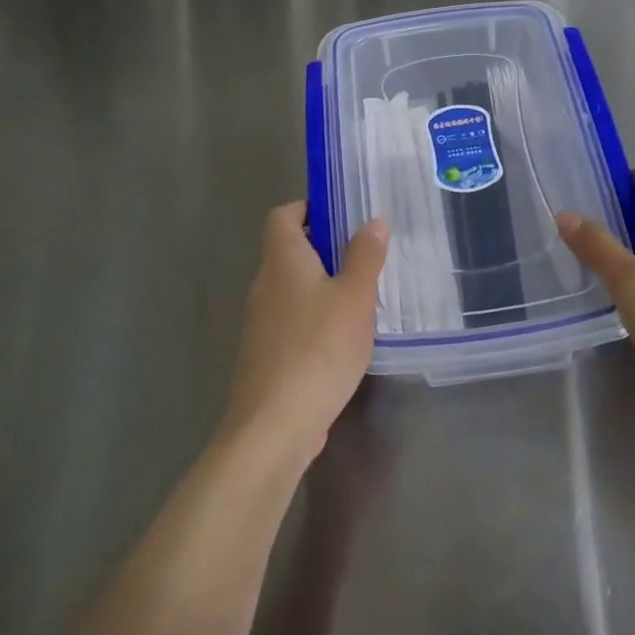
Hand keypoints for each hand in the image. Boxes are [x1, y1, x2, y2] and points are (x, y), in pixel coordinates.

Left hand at [222, 203, 388, 468]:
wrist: (274, 425)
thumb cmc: (318, 348)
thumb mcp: (354, 298)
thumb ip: (365, 256)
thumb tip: (374, 220)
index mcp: (282, 260)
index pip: (283, 215)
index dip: (309, 208)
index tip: (344, 216)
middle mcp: (265, 284)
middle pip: (289, 250)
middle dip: (325, 248)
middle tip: (366, 256)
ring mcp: (261, 322)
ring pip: (292, 288)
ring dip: (322, 285)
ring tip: (362, 296)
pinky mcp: (266, 354)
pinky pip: (292, 320)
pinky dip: (315, 318)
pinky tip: (344, 338)